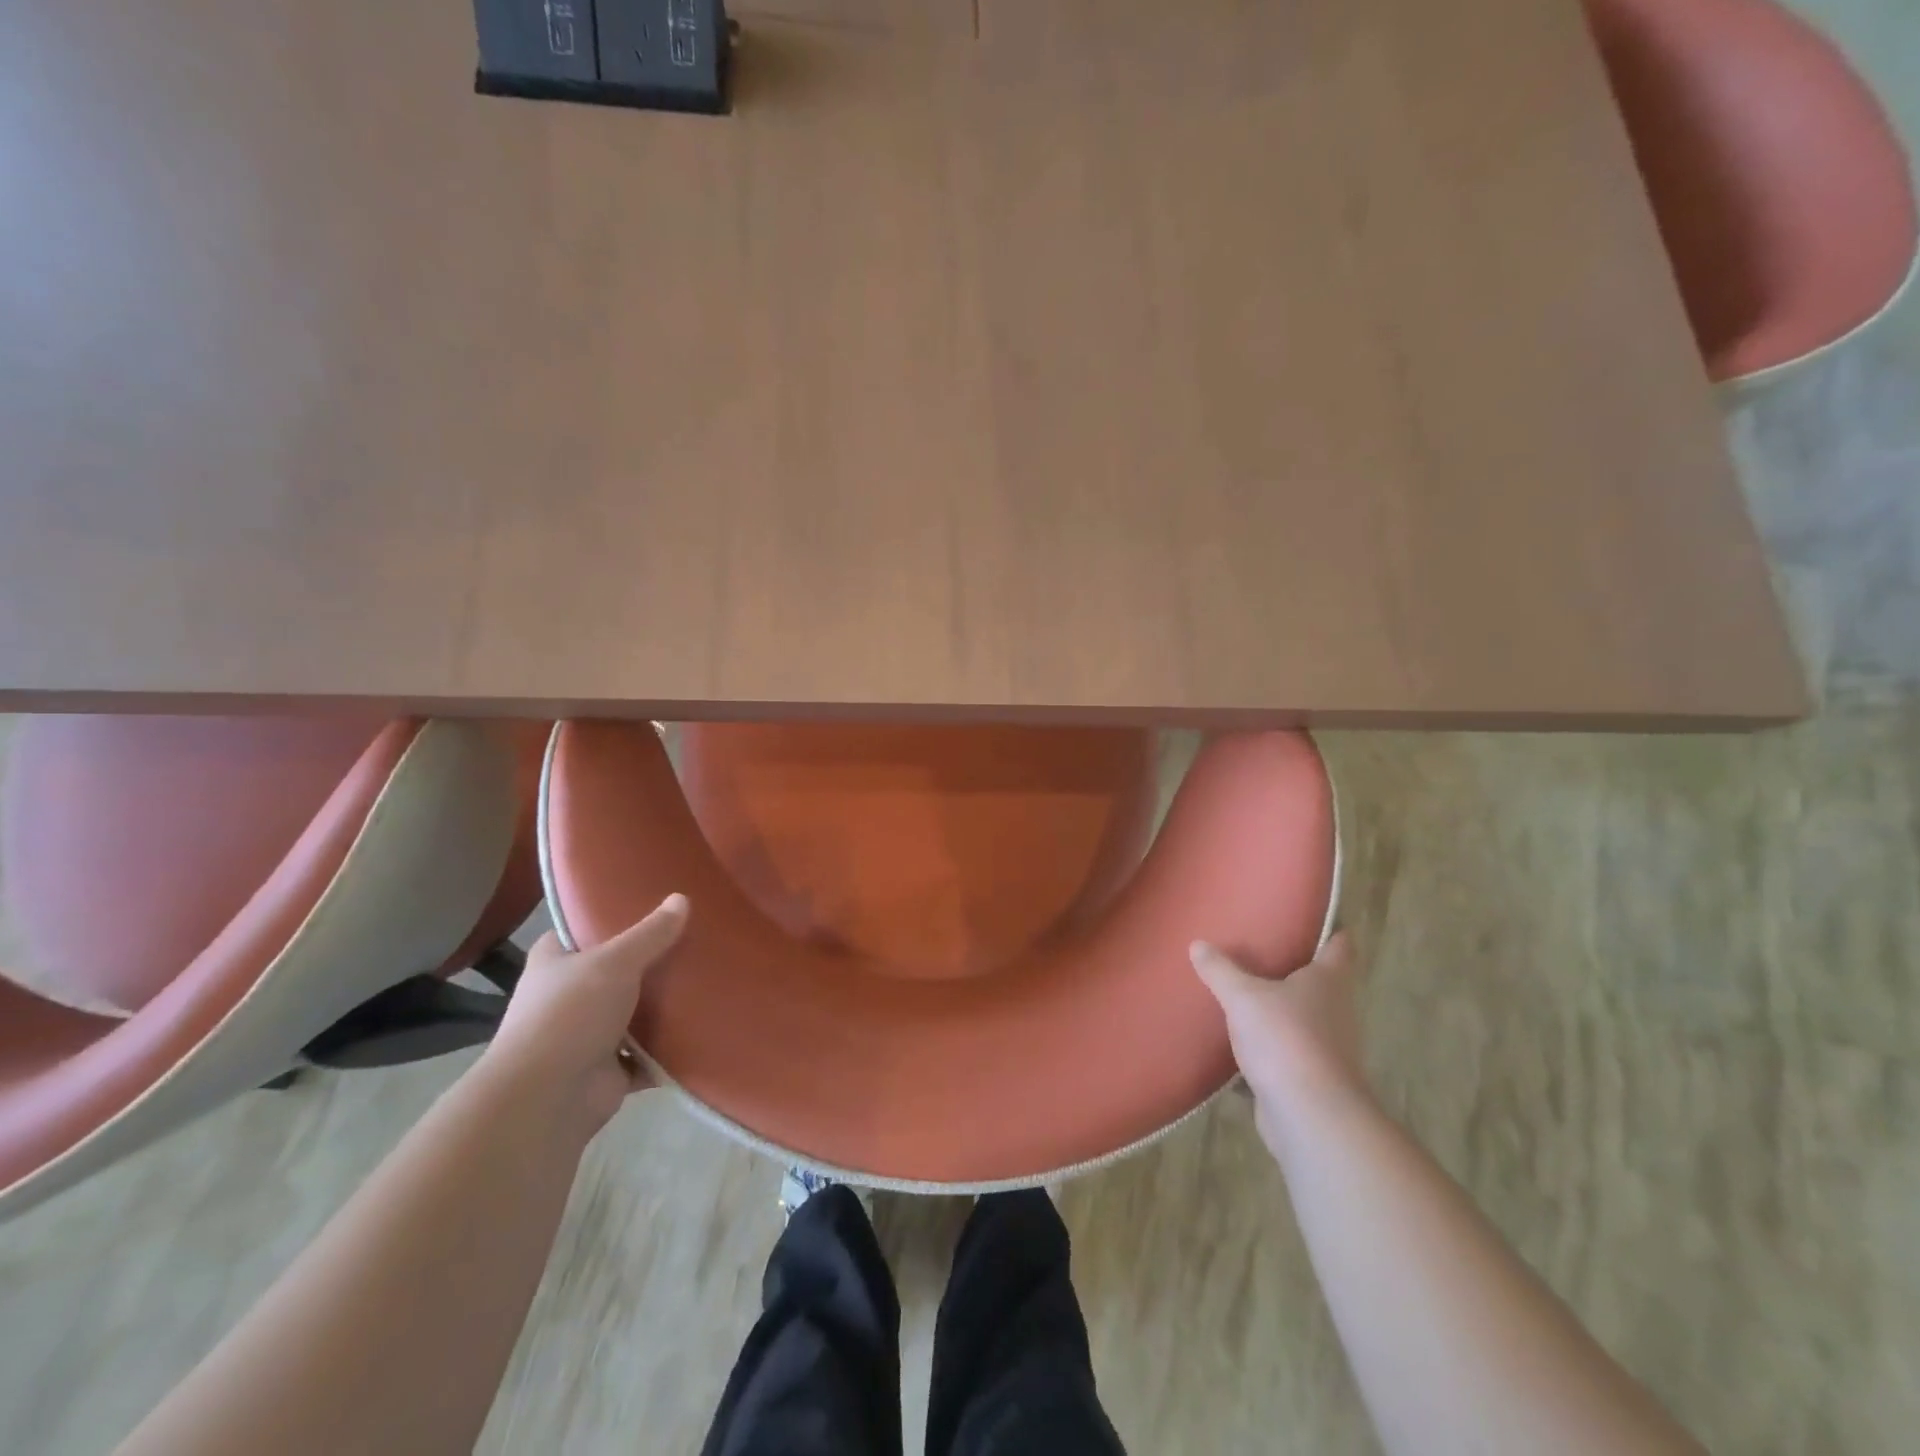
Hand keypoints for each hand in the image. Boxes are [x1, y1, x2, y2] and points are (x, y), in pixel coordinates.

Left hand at [482, 893, 689, 1134]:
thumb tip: (681, 898)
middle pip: (616, 970)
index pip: (581, 930)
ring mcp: (588, 1035)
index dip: (610, 918)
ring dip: (663, 1005)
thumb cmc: (569, 1014)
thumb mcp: (614, 962)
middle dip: (650, 961)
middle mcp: (568, 996)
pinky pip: (648, 1052)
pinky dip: (670, 1046)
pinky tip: (703, 1025)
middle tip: (693, 939)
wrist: (545, 1099)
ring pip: (634, 1012)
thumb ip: (650, 933)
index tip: (649, 904)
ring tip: (707, 977)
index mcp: (555, 962)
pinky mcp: (609, 1069)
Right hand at [1191, 932, 1367, 1145]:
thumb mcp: (1243, 997)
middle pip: (1322, 985)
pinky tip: (1240, 1047)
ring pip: (1304, 1021)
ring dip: (1282, 1012)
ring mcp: (1329, 1049)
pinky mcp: (1313, 1080)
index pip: (1340, 948)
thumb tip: (1198, 944)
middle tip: (1264, 954)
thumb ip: (1220, 971)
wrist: (1311, 1115)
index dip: (1333, 932)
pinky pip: (1288, 1054)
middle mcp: (1336, 1012)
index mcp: (1328, 982)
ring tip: (1247, 997)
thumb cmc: (1285, 1039)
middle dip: (1297, 972)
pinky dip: (1269, 1050)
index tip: (1321, 921)